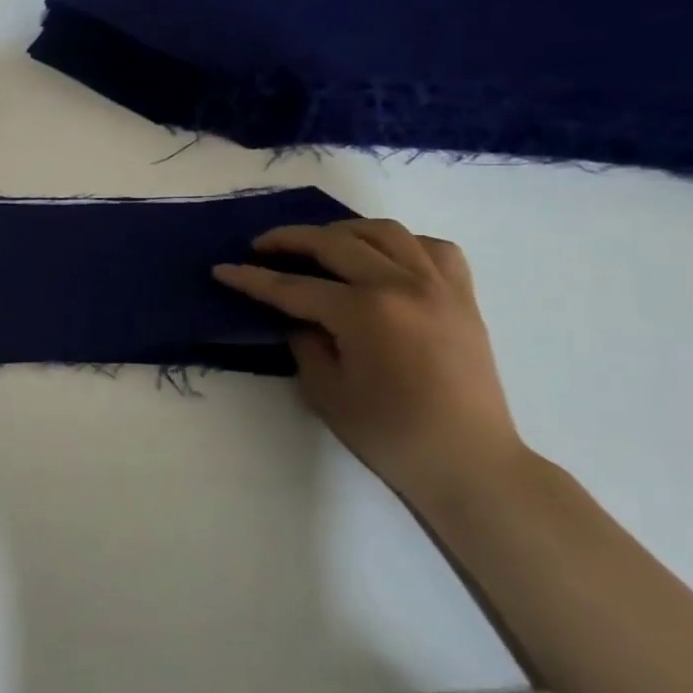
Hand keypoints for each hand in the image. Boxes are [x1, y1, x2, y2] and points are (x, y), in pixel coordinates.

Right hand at [213, 219, 529, 507]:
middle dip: (290, 239)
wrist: (469, 462)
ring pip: (384, 232)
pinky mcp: (463, 297)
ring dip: (343, 231)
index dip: (251, 278)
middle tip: (261, 246)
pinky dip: (401, 244)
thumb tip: (296, 316)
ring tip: (318, 243)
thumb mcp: (325, 390)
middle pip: (335, 243)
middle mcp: (402, 286)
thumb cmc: (389, 434)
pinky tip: (381, 258)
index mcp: (364, 312)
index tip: (222, 269)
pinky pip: (432, 248)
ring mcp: (438, 287)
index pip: (293, 286)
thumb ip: (304, 341)